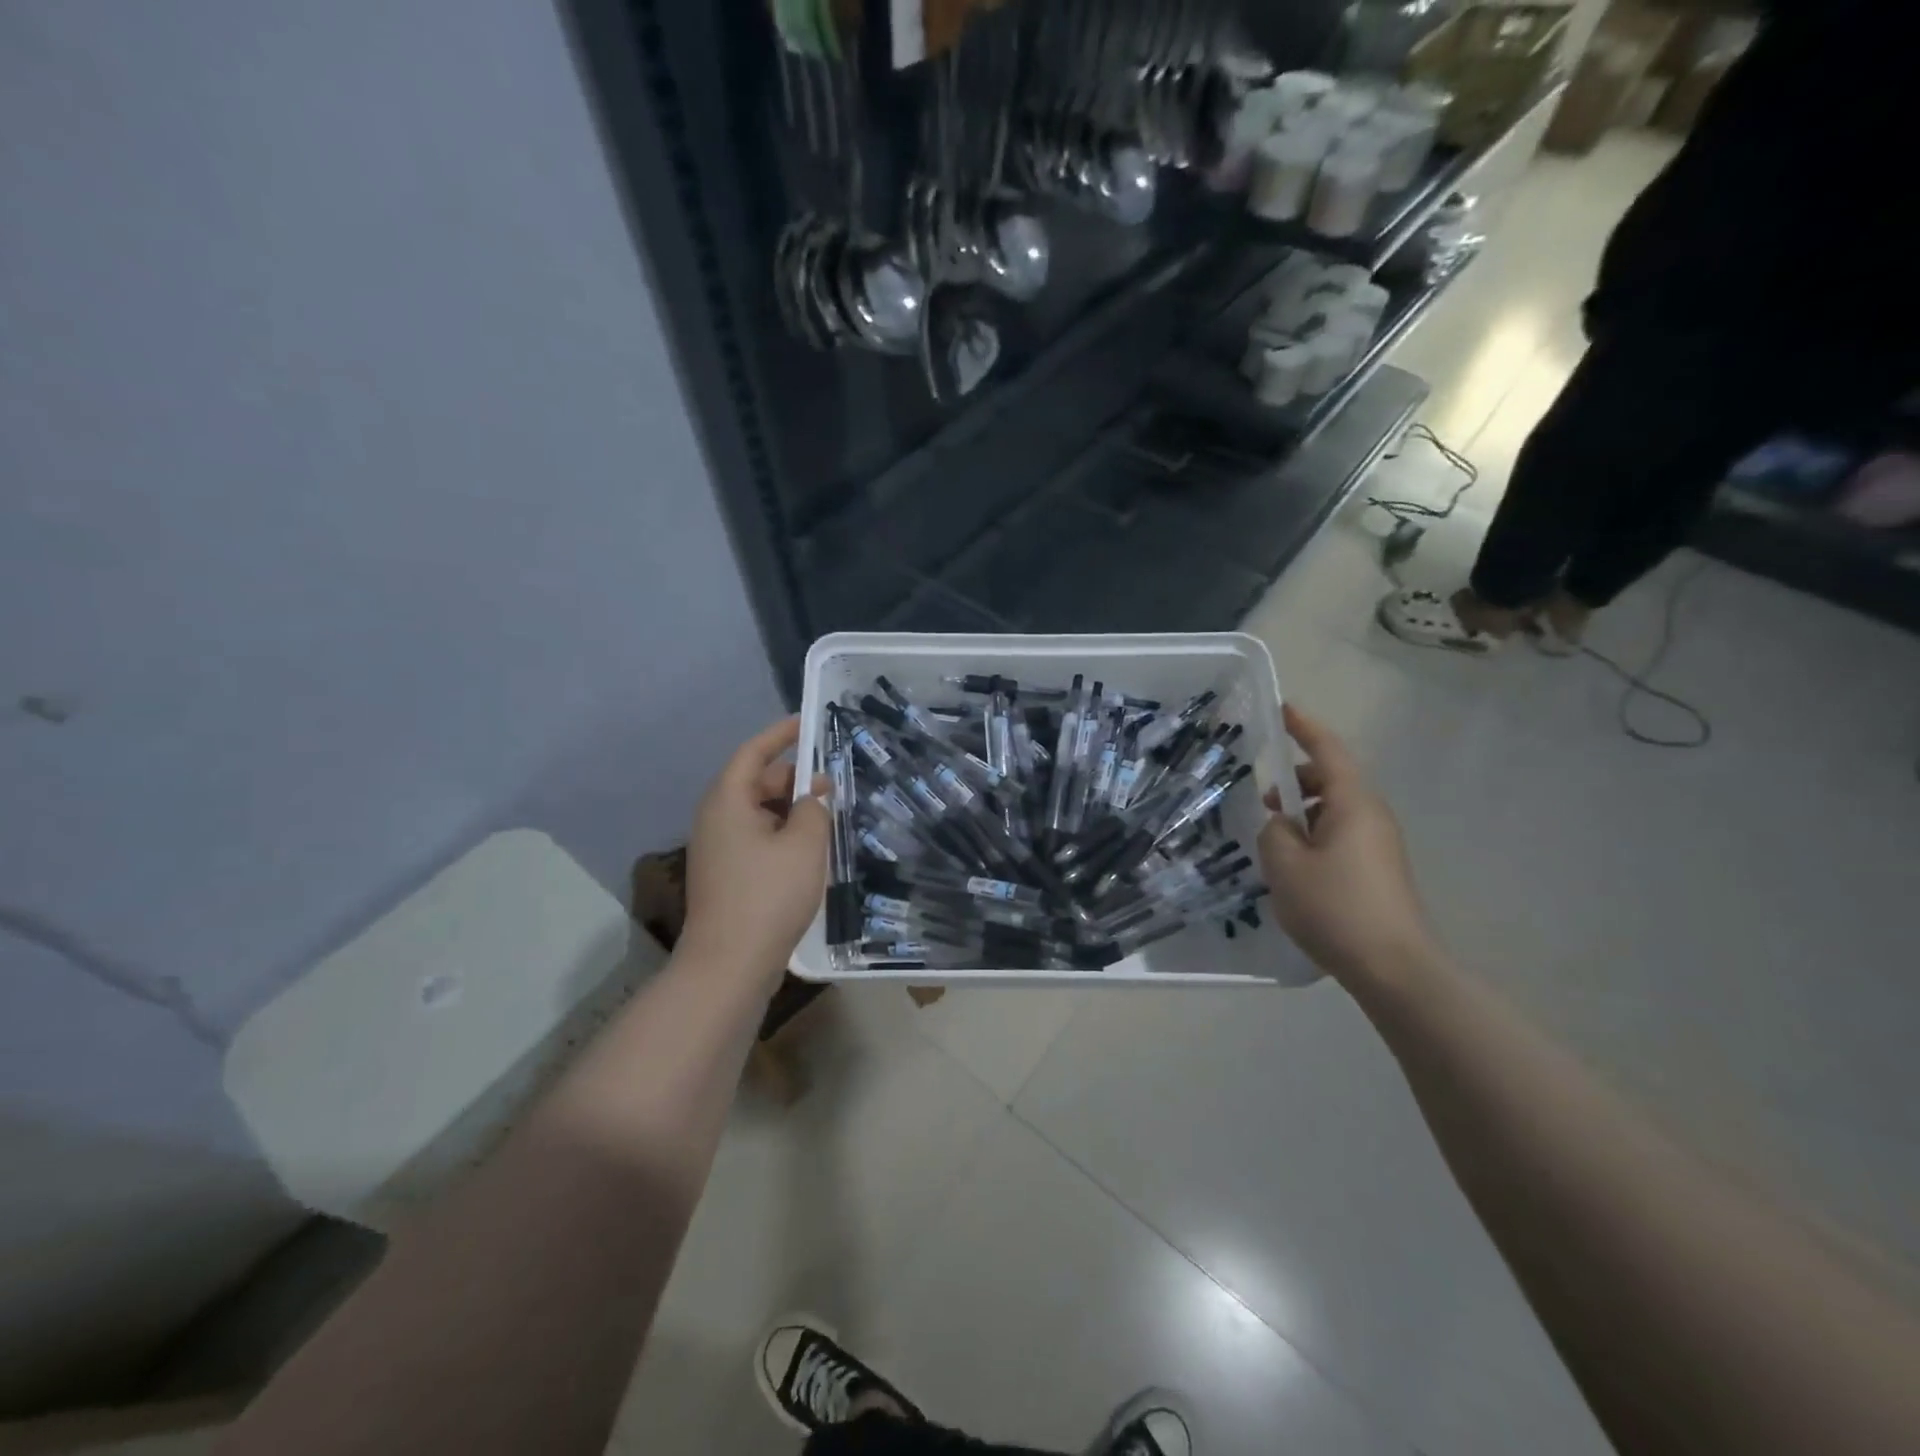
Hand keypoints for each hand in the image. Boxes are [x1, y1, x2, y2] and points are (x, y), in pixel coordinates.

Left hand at [680, 717, 829, 983]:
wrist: (730, 964)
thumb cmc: (768, 895)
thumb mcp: (804, 844)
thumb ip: (814, 808)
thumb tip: (814, 793)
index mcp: (727, 801)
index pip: (753, 753)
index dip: (780, 734)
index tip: (806, 722)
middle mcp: (715, 819)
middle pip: (755, 782)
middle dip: (793, 778)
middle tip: (832, 782)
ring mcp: (717, 849)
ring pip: (758, 813)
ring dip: (791, 809)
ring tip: (828, 814)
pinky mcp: (726, 875)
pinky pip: (756, 838)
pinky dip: (782, 833)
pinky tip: (810, 849)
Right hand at [1258, 704, 1438, 991]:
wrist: (1395, 968)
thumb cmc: (1336, 907)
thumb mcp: (1285, 865)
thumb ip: (1274, 832)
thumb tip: (1282, 824)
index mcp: (1353, 803)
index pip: (1328, 751)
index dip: (1304, 728)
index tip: (1282, 709)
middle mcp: (1372, 816)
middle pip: (1332, 779)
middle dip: (1296, 780)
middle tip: (1263, 798)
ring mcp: (1380, 844)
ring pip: (1335, 810)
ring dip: (1304, 812)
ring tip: (1274, 839)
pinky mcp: (1379, 870)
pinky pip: (1341, 835)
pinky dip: (1315, 835)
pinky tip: (1294, 867)